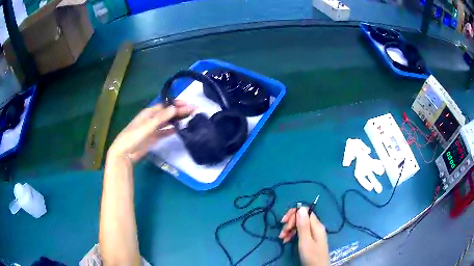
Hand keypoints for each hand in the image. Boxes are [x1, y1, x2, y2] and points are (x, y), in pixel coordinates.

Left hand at [107, 100, 194, 162]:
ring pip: (167, 121)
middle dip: (179, 110)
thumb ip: (160, 118)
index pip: (165, 105)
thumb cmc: (132, 137)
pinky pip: (165, 131)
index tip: (188, 104)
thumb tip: (174, 108)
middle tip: (193, 110)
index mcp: (148, 113)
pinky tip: (179, 129)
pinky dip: (172, 129)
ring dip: (177, 119)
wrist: (124, 154)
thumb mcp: (146, 127)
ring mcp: (153, 128)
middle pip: (167, 112)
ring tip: (189, 117)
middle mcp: (151, 119)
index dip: (176, 104)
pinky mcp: (154, 138)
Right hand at [279, 207, 329, 265]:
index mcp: (316, 225)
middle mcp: (316, 226)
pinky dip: (292, 235)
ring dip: (289, 229)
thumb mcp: (305, 241)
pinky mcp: (311, 239)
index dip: (294, 214)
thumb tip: (301, 207)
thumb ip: (303, 225)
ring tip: (282, 239)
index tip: (284, 223)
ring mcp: (314, 233)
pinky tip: (286, 241)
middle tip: (282, 233)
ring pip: (300, 225)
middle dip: (290, 223)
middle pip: (302, 218)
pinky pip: (300, 232)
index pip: (305, 211)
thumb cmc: (311, 255)